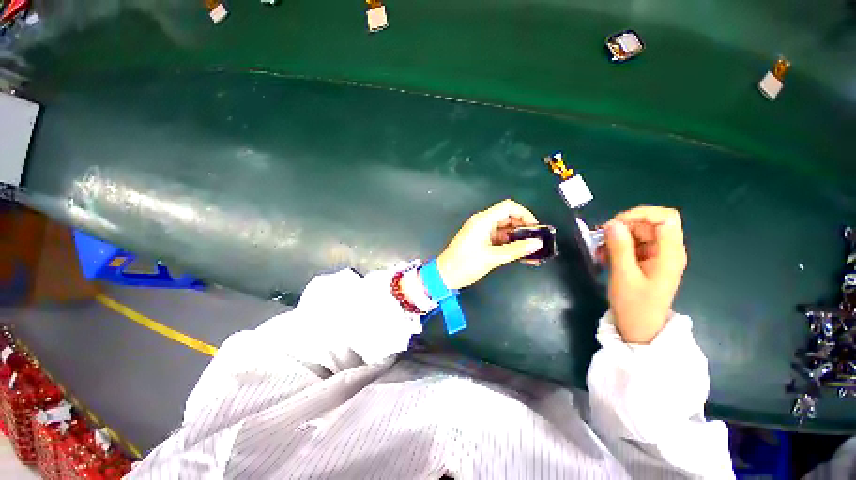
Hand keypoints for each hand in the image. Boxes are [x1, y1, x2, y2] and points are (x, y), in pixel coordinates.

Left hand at [436, 199, 543, 289]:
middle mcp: (483, 222)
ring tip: (534, 251)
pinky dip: (510, 245)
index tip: (536, 228)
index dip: (524, 214)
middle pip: (508, 218)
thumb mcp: (492, 257)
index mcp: (483, 220)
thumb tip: (537, 243)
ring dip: (519, 239)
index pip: (508, 207)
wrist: (445, 275)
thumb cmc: (466, 264)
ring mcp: (482, 232)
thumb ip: (516, 249)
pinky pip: (500, 239)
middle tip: (537, 241)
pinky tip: (522, 255)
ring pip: (505, 230)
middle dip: (524, 228)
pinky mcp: (481, 241)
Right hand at [605, 206, 687, 343]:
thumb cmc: (634, 305)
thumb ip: (619, 247)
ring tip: (598, 251)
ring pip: (637, 233)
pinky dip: (616, 246)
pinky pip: (631, 244)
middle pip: (648, 224)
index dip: (641, 213)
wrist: (639, 328)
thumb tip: (612, 223)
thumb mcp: (624, 275)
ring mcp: (656, 256)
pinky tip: (603, 256)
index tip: (615, 223)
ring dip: (615, 238)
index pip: (665, 218)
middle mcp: (666, 250)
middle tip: (600, 238)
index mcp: (669, 254)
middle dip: (622, 227)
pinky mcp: (646, 261)